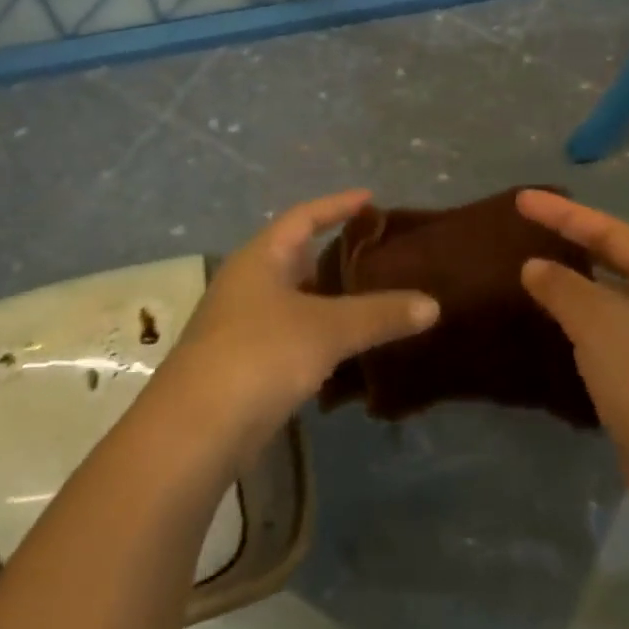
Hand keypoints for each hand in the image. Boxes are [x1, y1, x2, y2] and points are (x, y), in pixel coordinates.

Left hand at [154, 190, 439, 468]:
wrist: (196, 430)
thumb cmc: (261, 355)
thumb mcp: (328, 329)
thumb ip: (380, 314)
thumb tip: (433, 304)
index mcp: (260, 258)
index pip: (303, 218)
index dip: (337, 205)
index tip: (369, 199)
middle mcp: (246, 284)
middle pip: (295, 258)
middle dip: (334, 256)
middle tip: (376, 256)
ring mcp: (240, 325)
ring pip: (293, 301)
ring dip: (327, 302)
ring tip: (369, 302)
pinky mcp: (241, 364)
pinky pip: (288, 336)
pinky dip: (316, 337)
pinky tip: (343, 352)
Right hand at [517, 189, 628, 516]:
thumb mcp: (599, 323)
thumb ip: (562, 287)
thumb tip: (533, 266)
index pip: (610, 231)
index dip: (564, 213)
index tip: (522, 200)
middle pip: (613, 258)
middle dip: (572, 240)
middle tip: (528, 227)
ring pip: (609, 297)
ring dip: (573, 281)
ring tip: (534, 269)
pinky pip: (606, 331)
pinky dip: (578, 319)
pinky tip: (553, 322)